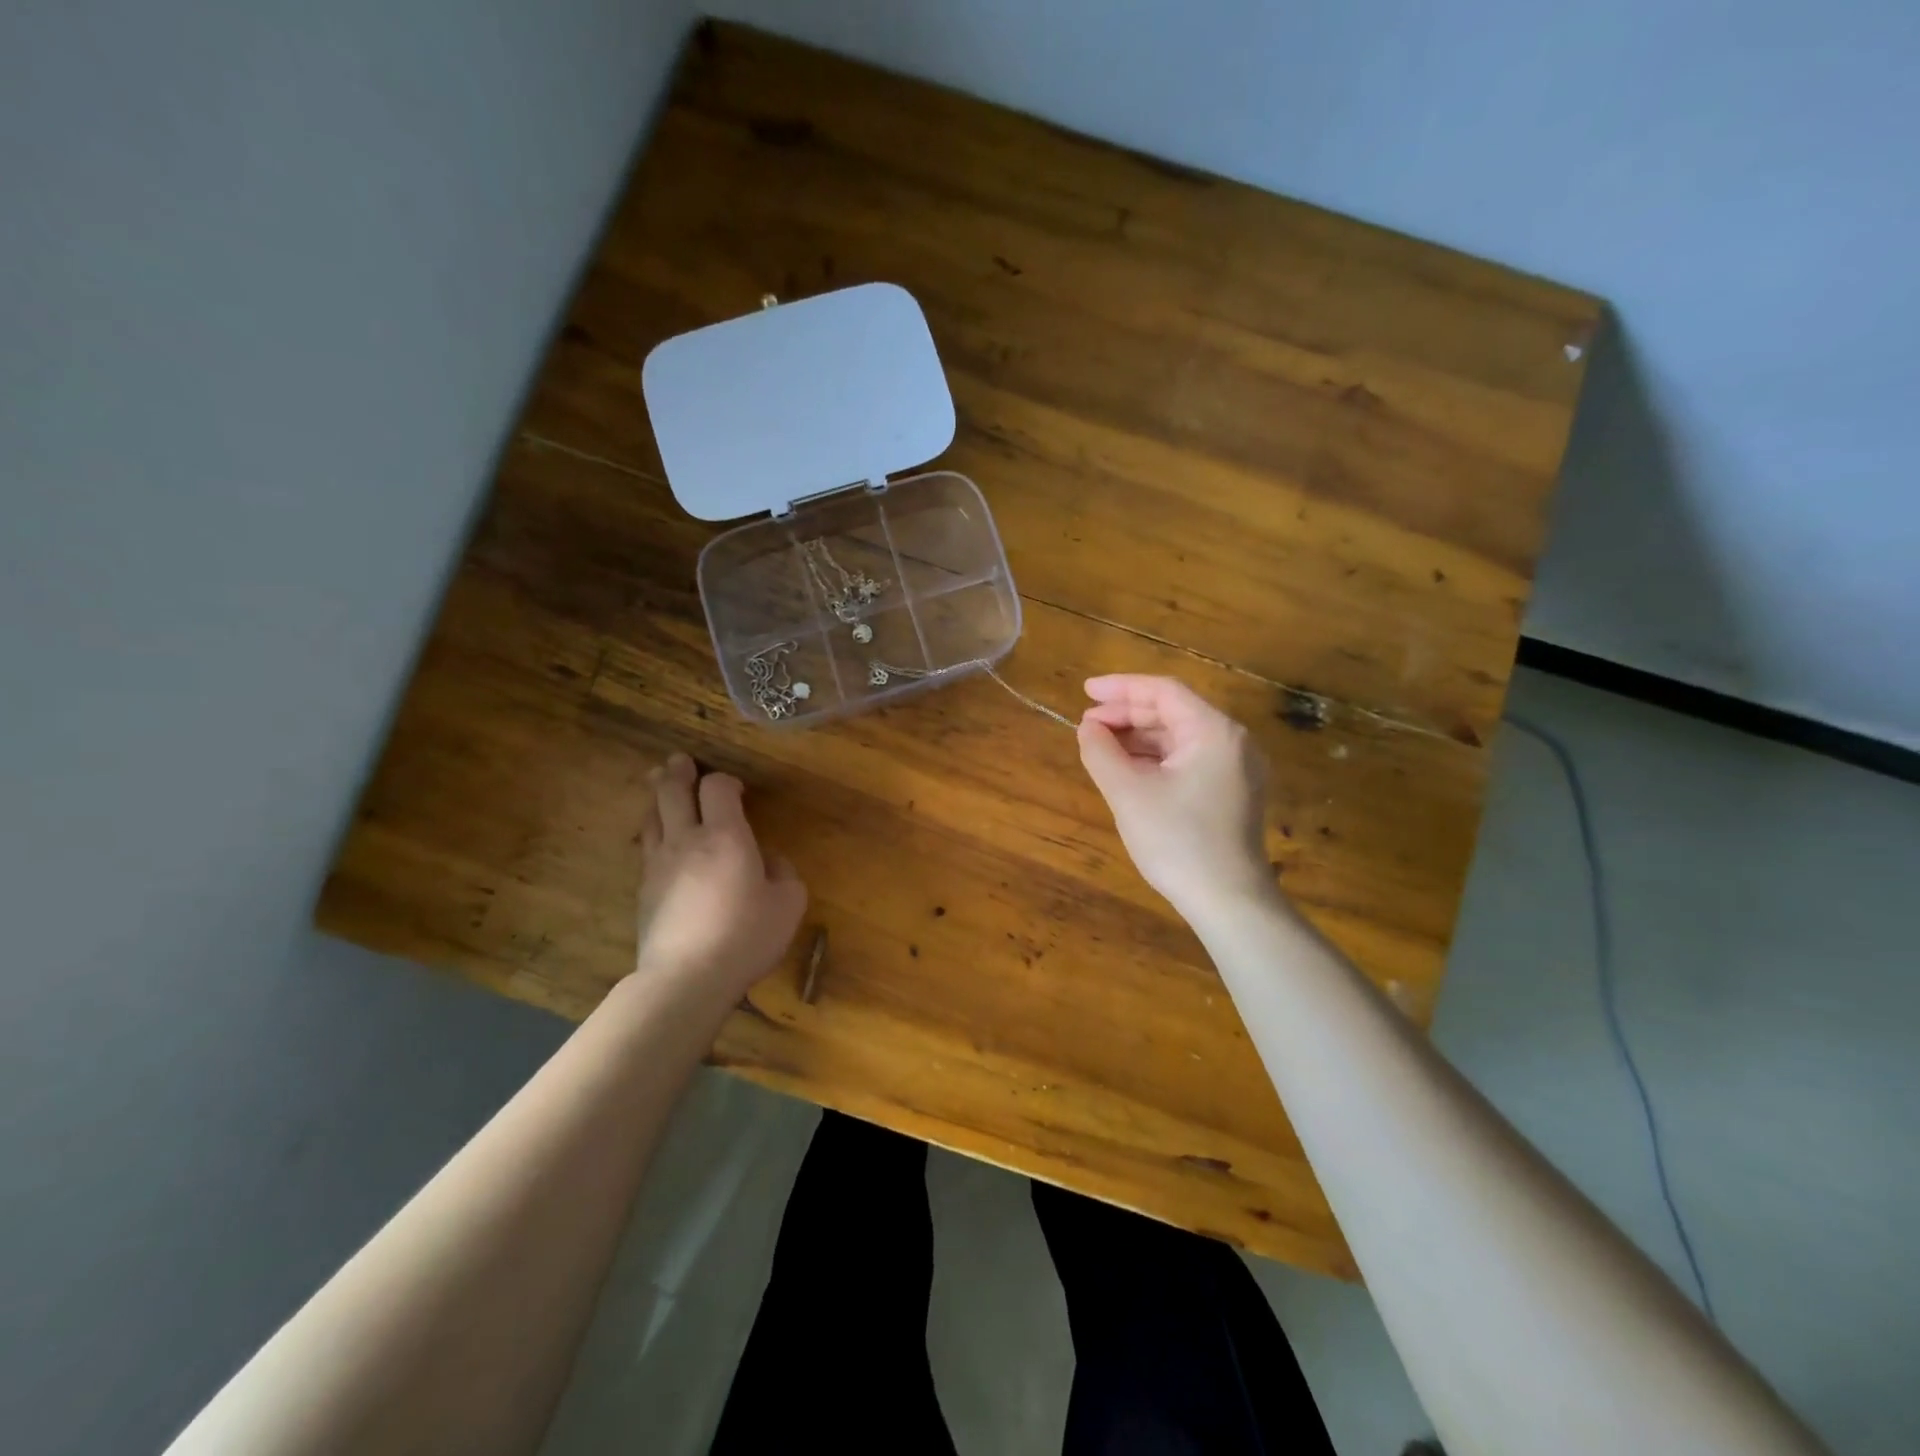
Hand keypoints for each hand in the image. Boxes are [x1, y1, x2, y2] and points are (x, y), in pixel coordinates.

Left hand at [635, 753, 807, 1001]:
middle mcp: (687, 839)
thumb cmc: (746, 936)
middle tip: (680, 761)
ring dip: (657, 795)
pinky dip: (654, 830)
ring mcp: (659, 864)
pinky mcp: (643, 889)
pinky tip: (659, 837)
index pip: (717, 787)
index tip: (737, 790)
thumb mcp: (788, 903)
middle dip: (678, 771)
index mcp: (726, 836)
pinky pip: (646, 846)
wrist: (687, 978)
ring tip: (660, 784)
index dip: (726, 780)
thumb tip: (765, 860)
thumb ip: (782, 871)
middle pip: (671, 790)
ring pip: (652, 815)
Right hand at [1077, 675, 1275, 922]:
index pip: (1164, 691)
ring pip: (1180, 737)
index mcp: (1214, 732)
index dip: (1121, 688)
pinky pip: (1189, 760)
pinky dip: (1157, 759)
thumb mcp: (1128, 793)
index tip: (1085, 691)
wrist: (1228, 901)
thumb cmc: (1177, 841)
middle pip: (1174, 712)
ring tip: (1101, 746)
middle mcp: (1233, 741)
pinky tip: (1128, 769)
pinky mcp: (1233, 793)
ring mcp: (1237, 768)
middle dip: (1128, 714)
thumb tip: (1088, 728)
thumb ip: (1102, 752)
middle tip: (1088, 724)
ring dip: (1139, 737)